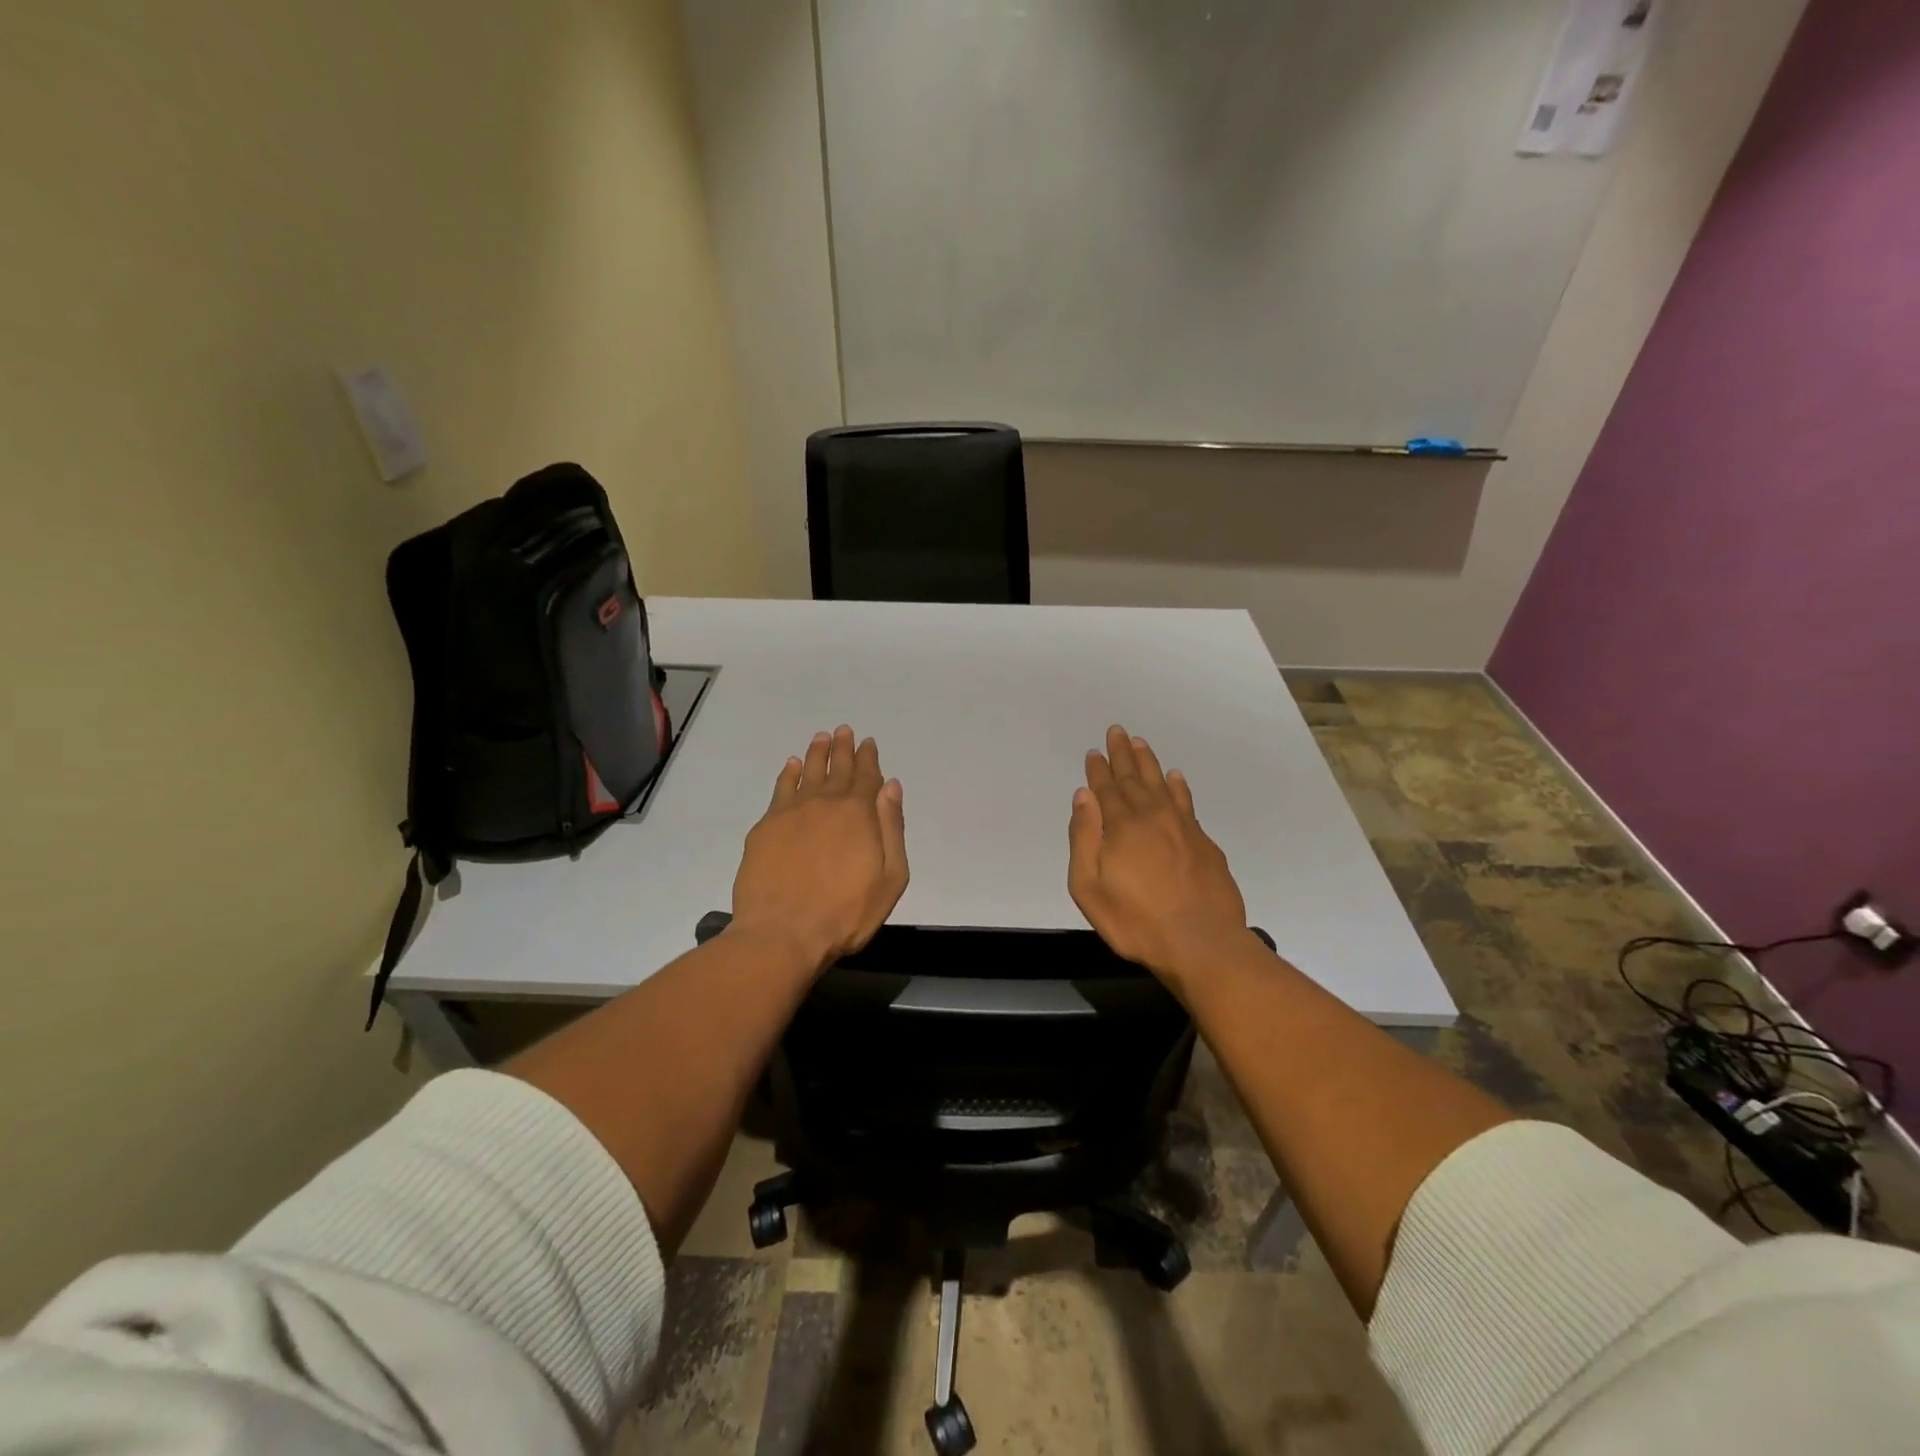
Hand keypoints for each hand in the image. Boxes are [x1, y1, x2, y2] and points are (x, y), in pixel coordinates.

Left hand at [730, 725, 908, 974]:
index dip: (868, 758)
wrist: (783, 933)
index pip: (866, 776)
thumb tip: (890, 787)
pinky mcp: (765, 827)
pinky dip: (787, 774)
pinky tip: (791, 765)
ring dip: (816, 753)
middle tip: (844, 730)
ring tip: (821, 738)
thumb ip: (891, 828)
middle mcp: (825, 803)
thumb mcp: (890, 877)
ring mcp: (791, 812)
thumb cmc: (846, 913)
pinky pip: (780, 789)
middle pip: (836, 768)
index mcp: (858, 813)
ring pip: (807, 772)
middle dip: (843, 748)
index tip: (868, 743)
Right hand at [1068, 725, 1249, 988]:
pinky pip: (1186, 802)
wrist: (1202, 944)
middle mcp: (1152, 817)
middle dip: (1122, 755)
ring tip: (1140, 743)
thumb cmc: (1136, 921)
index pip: (1106, 790)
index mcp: (1122, 827)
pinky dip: (1178, 786)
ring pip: (1161, 784)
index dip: (1098, 770)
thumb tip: (1084, 797)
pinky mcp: (1203, 842)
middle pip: (1133, 778)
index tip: (1094, 752)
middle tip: (1116, 731)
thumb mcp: (1090, 888)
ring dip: (1149, 763)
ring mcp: (1182, 828)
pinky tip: (1175, 777)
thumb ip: (1084, 838)